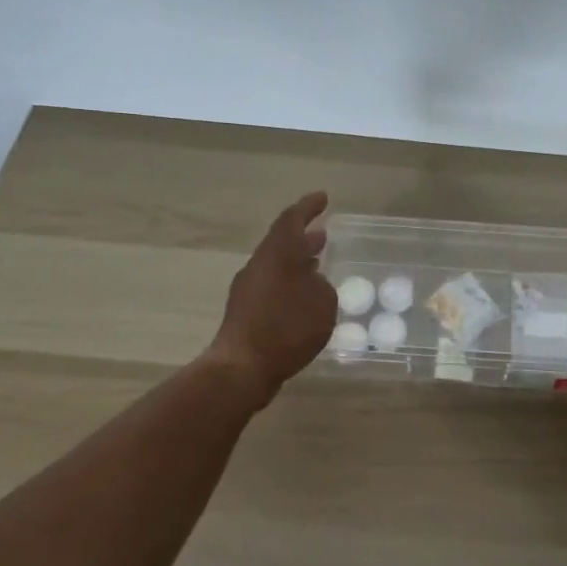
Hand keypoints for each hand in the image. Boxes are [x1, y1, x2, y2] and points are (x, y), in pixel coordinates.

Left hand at [203, 192, 337, 403]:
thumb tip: (312, 284)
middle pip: (281, 242)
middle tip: (324, 234)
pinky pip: (272, 287)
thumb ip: (322, 287)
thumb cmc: (287, 328)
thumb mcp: (322, 303)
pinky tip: (303, 300)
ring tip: (318, 265)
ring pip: (276, 265)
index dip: (308, 207)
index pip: (292, 219)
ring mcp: (248, 289)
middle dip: (303, 237)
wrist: (242, 367)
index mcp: (277, 253)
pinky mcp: (245, 312)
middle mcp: (260, 265)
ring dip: (297, 262)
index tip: (323, 198)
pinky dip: (290, 285)